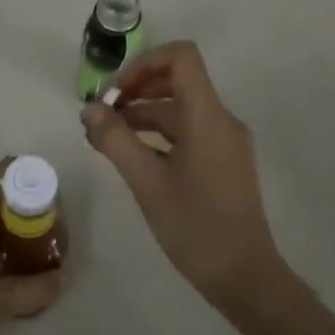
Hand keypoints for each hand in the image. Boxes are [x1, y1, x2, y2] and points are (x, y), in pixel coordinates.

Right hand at [82, 41, 284, 307]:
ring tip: (105, 137)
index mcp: (208, 116)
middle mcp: (221, 119)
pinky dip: (158, 134)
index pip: (181, 57)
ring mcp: (225, 141)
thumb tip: (89, 108)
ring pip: (180, 109)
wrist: (245, 278)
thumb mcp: (147, 183)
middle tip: (101, 114)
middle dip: (136, 90)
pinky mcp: (223, 161)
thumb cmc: (196, 227)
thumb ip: (116, 140)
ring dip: (143, 114)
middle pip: (177, 80)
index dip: (144, 63)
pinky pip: (188, 131)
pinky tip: (132, 155)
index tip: (115, 92)